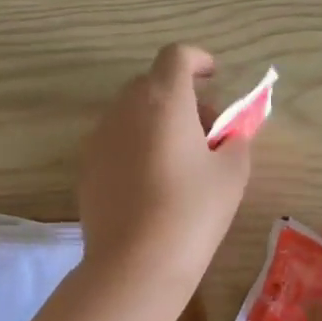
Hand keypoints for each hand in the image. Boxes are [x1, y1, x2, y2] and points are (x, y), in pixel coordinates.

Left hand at [78, 45, 252, 300]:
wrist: (134, 264)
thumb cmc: (192, 212)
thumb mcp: (231, 174)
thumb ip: (236, 140)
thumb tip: (230, 133)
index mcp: (163, 100)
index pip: (176, 56)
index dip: (197, 60)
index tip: (214, 76)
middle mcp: (125, 108)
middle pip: (152, 83)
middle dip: (181, 96)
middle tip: (207, 129)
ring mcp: (99, 137)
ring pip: (131, 112)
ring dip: (157, 120)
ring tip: (181, 158)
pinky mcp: (86, 166)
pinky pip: (116, 139)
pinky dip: (136, 143)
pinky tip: (152, 181)